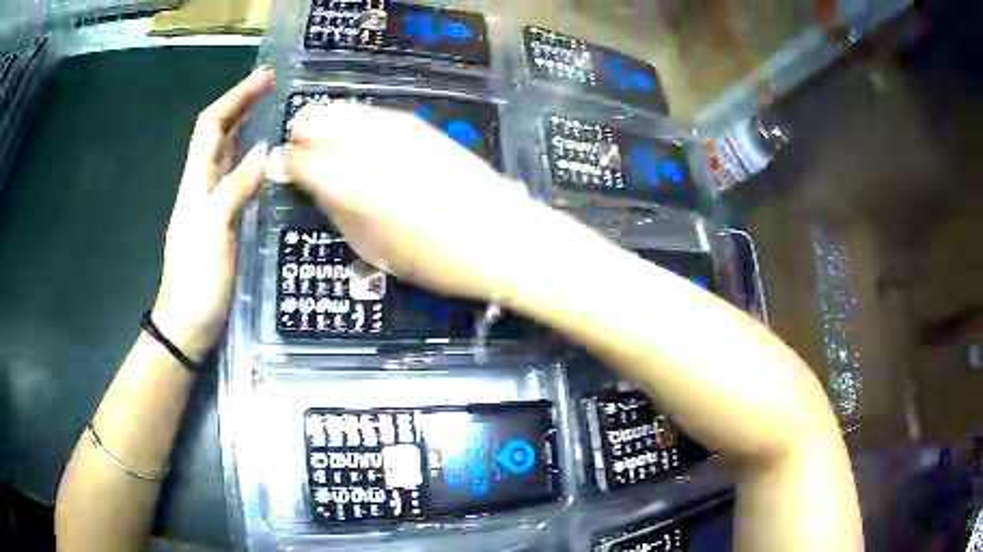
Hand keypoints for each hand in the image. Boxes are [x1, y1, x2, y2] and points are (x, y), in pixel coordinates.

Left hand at [152, 67, 273, 359]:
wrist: (187, 323)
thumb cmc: (197, 279)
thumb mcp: (214, 230)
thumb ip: (236, 188)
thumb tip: (266, 151)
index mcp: (195, 181)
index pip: (212, 125)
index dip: (235, 97)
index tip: (264, 77)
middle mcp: (201, 185)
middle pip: (218, 133)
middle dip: (241, 103)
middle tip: (273, 86)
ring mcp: (211, 204)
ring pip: (227, 154)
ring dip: (247, 127)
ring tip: (274, 112)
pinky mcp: (222, 221)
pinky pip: (236, 179)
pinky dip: (251, 160)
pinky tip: (268, 160)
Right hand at [282, 103, 542, 301]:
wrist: (500, 236)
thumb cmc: (433, 259)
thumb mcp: (370, 247)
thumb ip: (333, 208)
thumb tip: (311, 184)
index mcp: (346, 180)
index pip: (295, 157)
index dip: (285, 166)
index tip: (285, 176)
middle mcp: (364, 141)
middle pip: (312, 118)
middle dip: (302, 139)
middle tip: (307, 164)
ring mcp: (394, 126)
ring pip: (340, 109)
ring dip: (328, 129)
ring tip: (336, 156)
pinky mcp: (417, 124)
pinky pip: (370, 115)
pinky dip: (356, 127)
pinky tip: (366, 150)